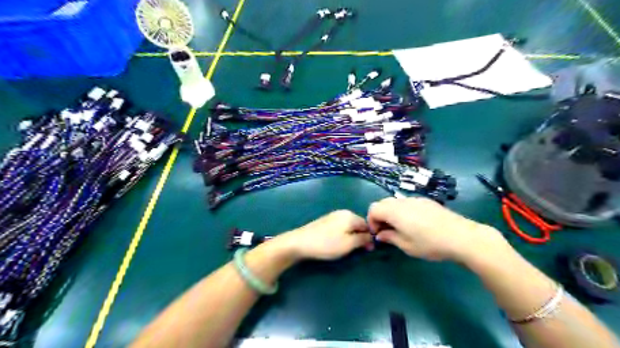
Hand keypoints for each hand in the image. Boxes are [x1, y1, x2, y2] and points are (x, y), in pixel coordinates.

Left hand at [280, 210, 374, 259]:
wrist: (300, 242)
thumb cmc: (327, 244)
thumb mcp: (349, 244)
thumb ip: (363, 239)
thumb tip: (372, 238)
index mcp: (350, 215)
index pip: (367, 225)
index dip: (370, 237)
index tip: (368, 250)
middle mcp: (343, 212)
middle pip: (358, 224)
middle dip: (360, 237)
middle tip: (357, 251)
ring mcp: (333, 216)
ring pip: (349, 226)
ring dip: (351, 237)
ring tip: (346, 248)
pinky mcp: (325, 221)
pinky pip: (340, 227)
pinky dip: (342, 235)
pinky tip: (336, 243)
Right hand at [367, 197, 503, 262]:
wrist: (461, 236)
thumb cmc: (430, 243)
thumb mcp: (406, 245)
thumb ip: (390, 237)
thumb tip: (380, 235)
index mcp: (394, 211)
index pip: (373, 209)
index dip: (371, 221)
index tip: (378, 234)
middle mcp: (402, 201)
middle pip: (383, 203)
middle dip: (380, 216)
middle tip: (387, 231)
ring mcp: (415, 199)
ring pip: (395, 202)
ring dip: (391, 213)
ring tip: (401, 228)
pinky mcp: (426, 201)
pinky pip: (407, 203)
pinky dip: (403, 210)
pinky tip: (415, 223)